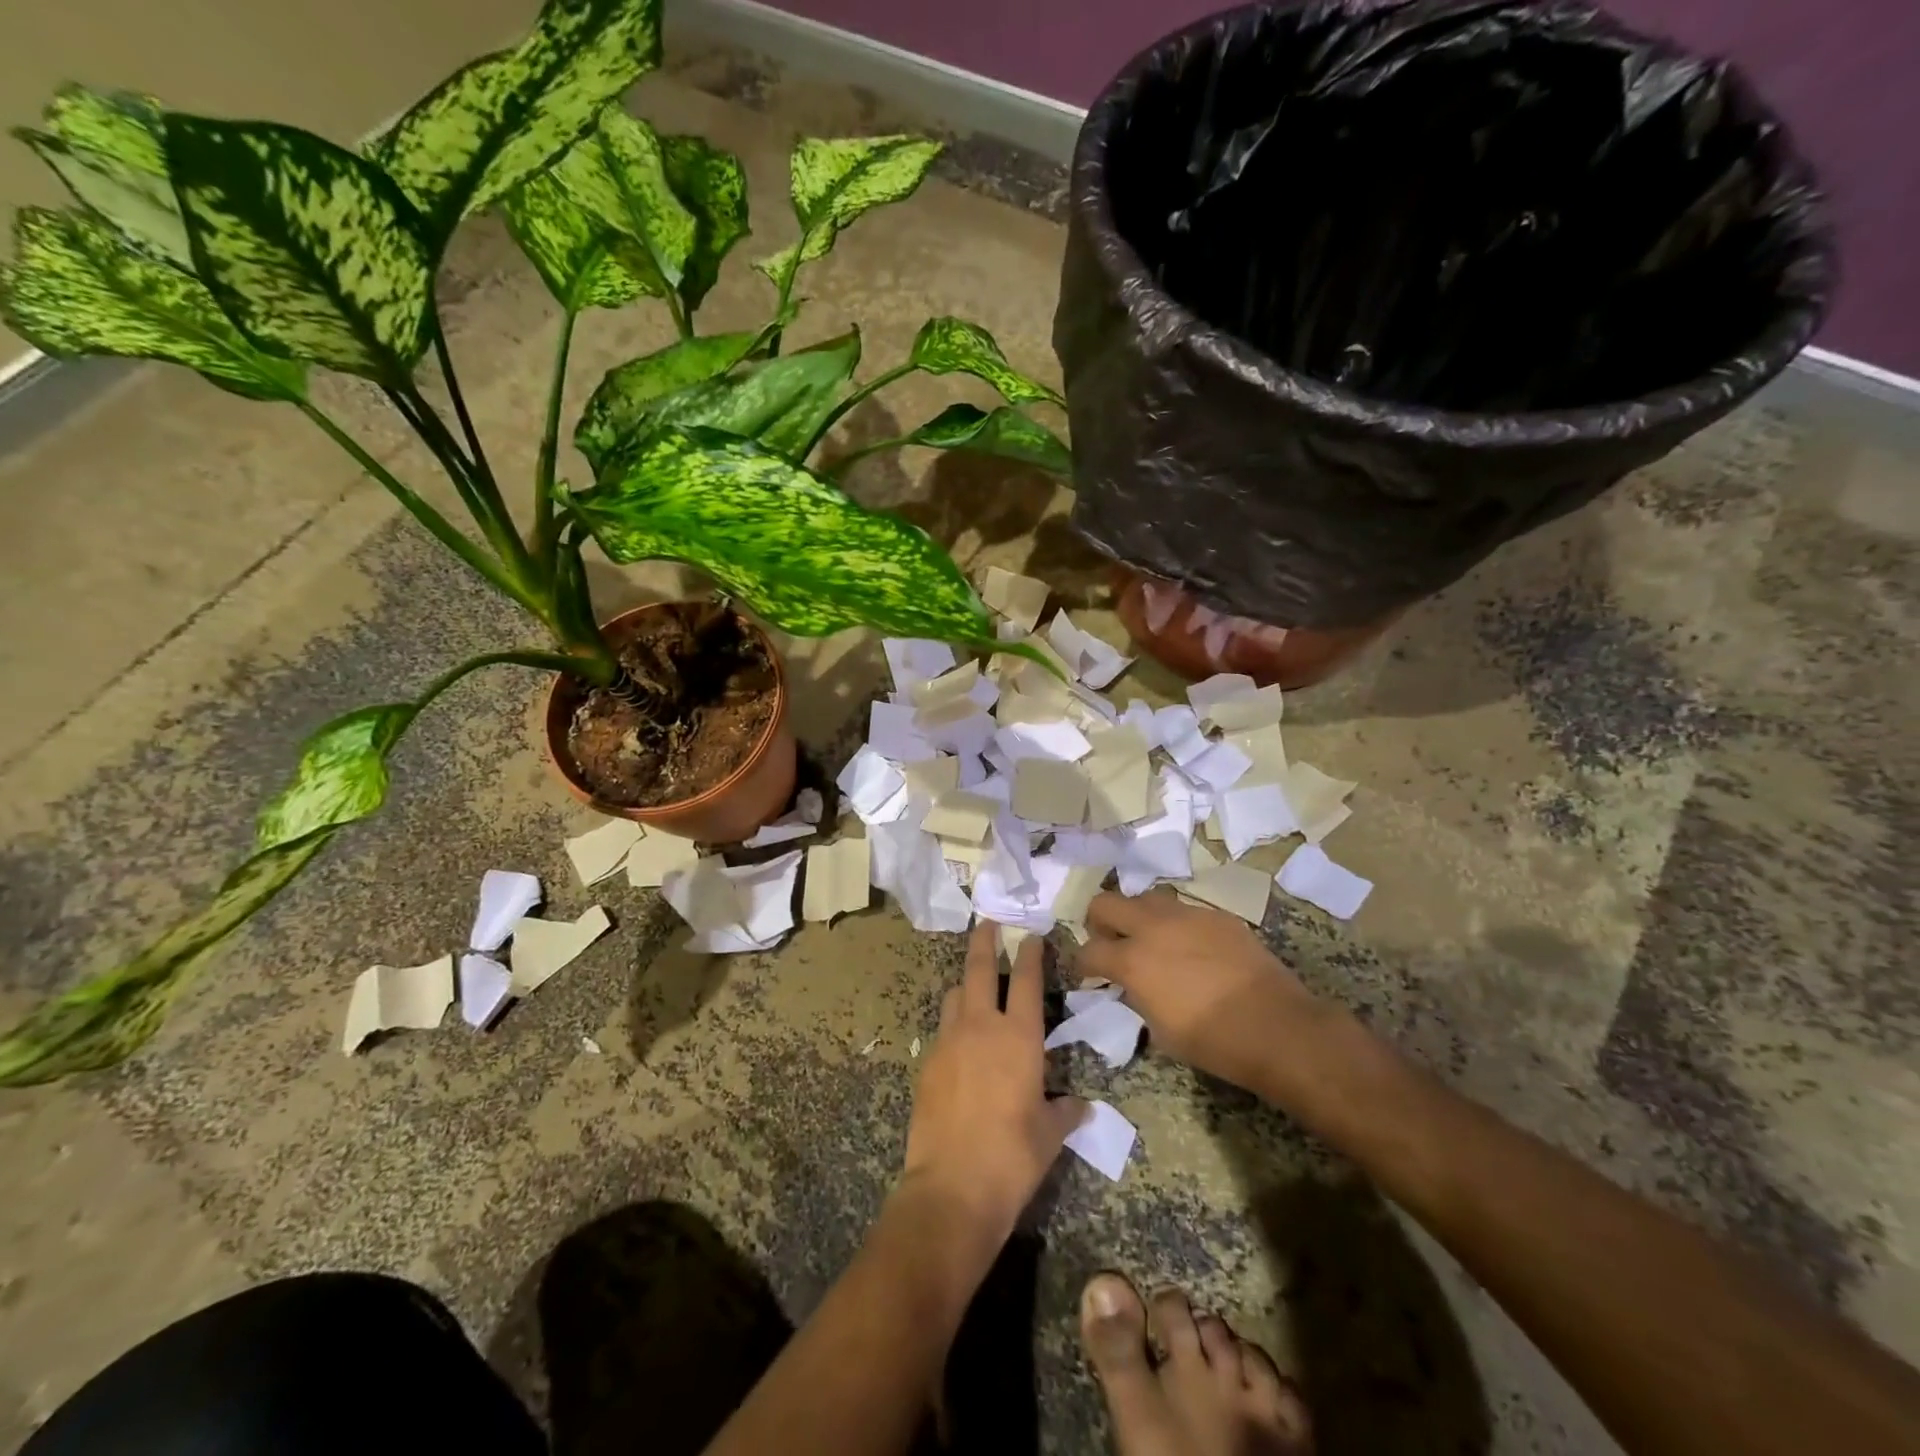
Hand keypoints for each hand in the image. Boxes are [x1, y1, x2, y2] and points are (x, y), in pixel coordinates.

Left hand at [902, 923, 1086, 1245]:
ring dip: (965, 984)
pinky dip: (953, 1024)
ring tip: (974, 986)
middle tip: (987, 923)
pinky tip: (961, 1043)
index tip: (1031, 935)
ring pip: (955, 995)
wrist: (952, 1187)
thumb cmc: (1013, 1157)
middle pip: (979, 969)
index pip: (1027, 980)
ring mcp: (949, 1041)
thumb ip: (1065, 1112)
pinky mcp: (927, 1062)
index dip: (1030, 954)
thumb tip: (1081, 1106)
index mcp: (1018, 1037)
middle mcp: (981, 1027)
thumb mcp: (1050, 1135)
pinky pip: (942, 1030)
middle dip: (984, 941)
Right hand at [1076, 890, 1327, 1088]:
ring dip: (1138, 916)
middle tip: (1110, 943)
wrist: (1276, 1026)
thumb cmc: (1213, 1042)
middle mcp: (1153, 927)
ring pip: (1146, 898)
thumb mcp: (1159, 1030)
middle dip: (1099, 922)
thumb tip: (1131, 986)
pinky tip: (1192, 948)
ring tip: (1151, 940)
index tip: (1089, 975)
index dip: (1082, 964)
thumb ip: (1137, 997)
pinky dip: (1176, 925)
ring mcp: (1187, 915)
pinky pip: (1184, 910)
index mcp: (1132, 960)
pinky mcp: (1216, 915)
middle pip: (1106, 902)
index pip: (1088, 950)